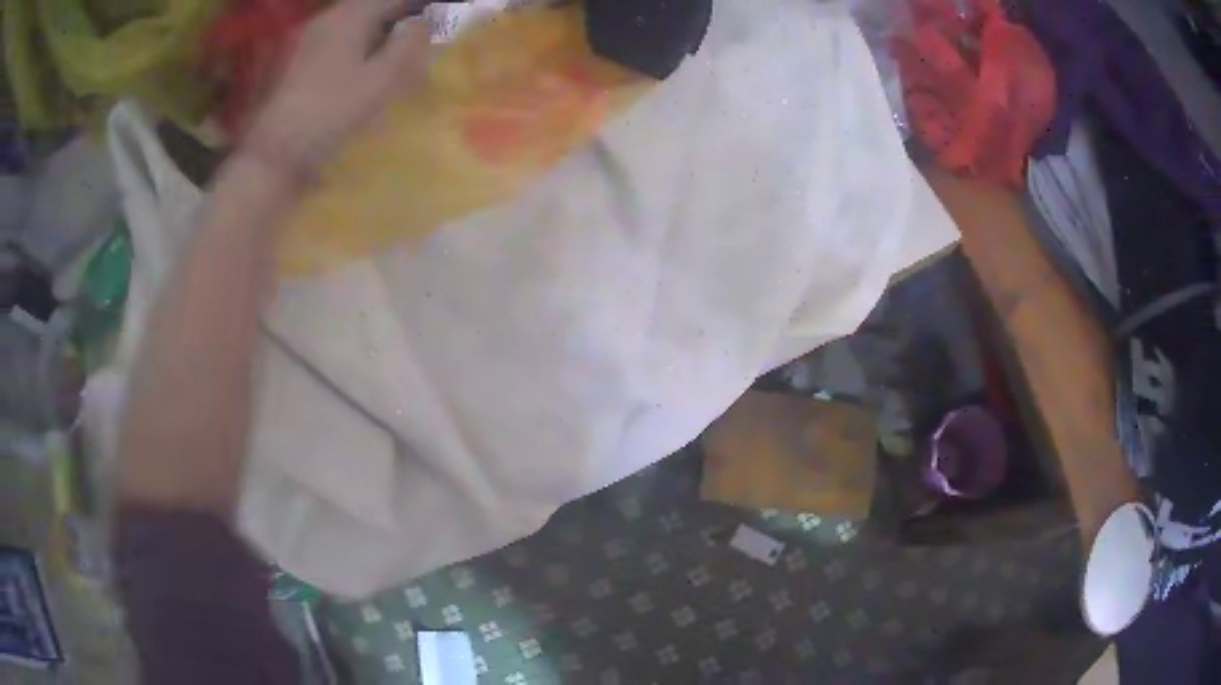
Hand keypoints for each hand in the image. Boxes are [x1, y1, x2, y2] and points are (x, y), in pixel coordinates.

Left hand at [243, 0, 430, 180]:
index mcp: (350, 16)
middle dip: (399, 14)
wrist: (275, 154)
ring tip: (398, 48)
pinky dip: (359, 44)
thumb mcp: (381, 81)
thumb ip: (409, 45)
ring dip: (379, 30)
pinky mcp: (298, 62)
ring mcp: (309, 40)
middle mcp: (328, 19)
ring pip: (354, 23)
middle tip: (422, 33)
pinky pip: (338, 40)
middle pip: (372, 6)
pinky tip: (365, 65)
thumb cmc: (331, 114)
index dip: (420, 6)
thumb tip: (424, 22)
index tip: (440, 16)